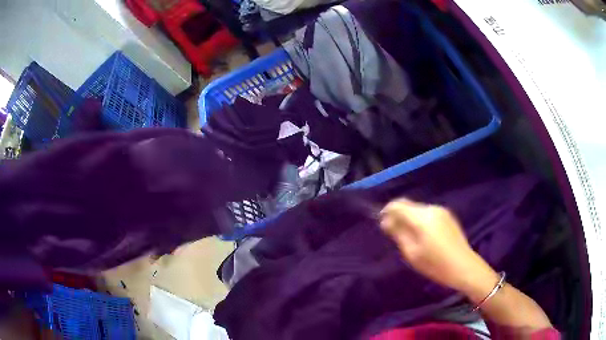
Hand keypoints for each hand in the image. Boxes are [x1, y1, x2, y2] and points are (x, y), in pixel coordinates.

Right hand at [379, 199, 498, 298]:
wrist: (464, 267)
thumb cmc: (436, 264)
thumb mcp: (412, 253)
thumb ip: (398, 233)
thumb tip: (386, 221)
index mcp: (422, 217)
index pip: (398, 205)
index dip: (387, 211)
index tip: (382, 223)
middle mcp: (432, 209)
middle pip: (409, 205)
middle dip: (399, 216)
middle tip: (394, 234)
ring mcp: (442, 211)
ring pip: (419, 210)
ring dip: (410, 218)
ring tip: (409, 237)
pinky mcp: (449, 217)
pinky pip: (429, 214)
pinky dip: (421, 221)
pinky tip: (423, 236)